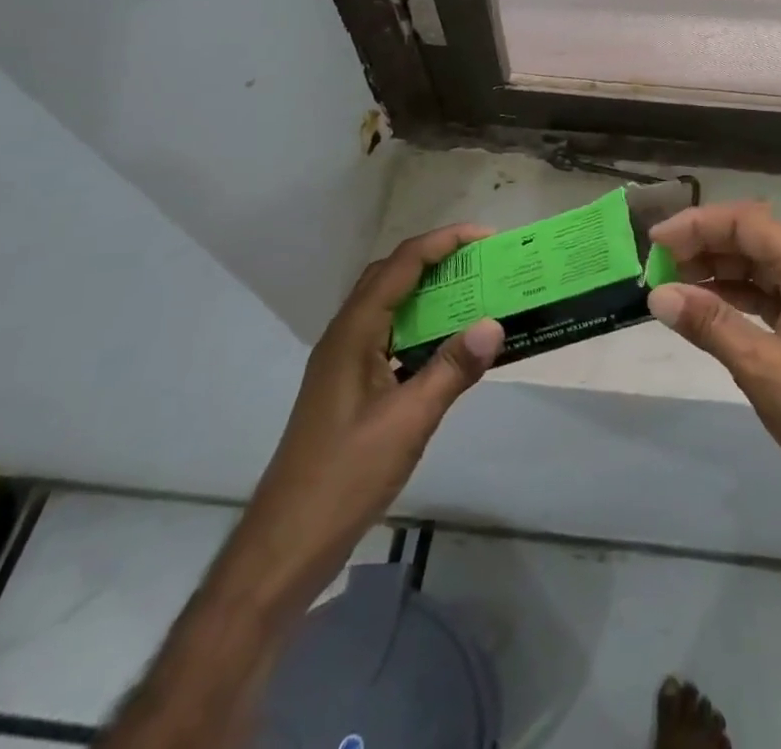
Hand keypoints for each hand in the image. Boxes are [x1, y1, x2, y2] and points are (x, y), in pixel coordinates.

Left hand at [220, 225, 503, 612]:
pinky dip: (420, 324)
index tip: (484, 236)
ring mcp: (343, 362)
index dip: (443, 242)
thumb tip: (494, 324)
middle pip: (390, 275)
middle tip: (481, 261)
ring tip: (472, 292)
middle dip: (436, 258)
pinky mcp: (349, 386)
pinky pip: (388, 334)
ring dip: (427, 290)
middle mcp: (344, 336)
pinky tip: (446, 345)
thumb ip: (452, 369)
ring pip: (388, 305)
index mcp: (353, 333)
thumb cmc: (345, 477)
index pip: (401, 265)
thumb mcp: (408, 422)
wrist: (286, 544)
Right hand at [646, 202, 780, 599]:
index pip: (748, 224)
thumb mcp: (762, 369)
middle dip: (704, 244)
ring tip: (672, 282)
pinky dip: (734, 294)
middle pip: (754, 238)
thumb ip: (710, 325)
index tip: (657, 241)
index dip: (699, 225)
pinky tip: (703, 306)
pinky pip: (767, 293)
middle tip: (658, 263)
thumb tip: (658, 294)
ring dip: (716, 268)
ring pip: (759, 265)